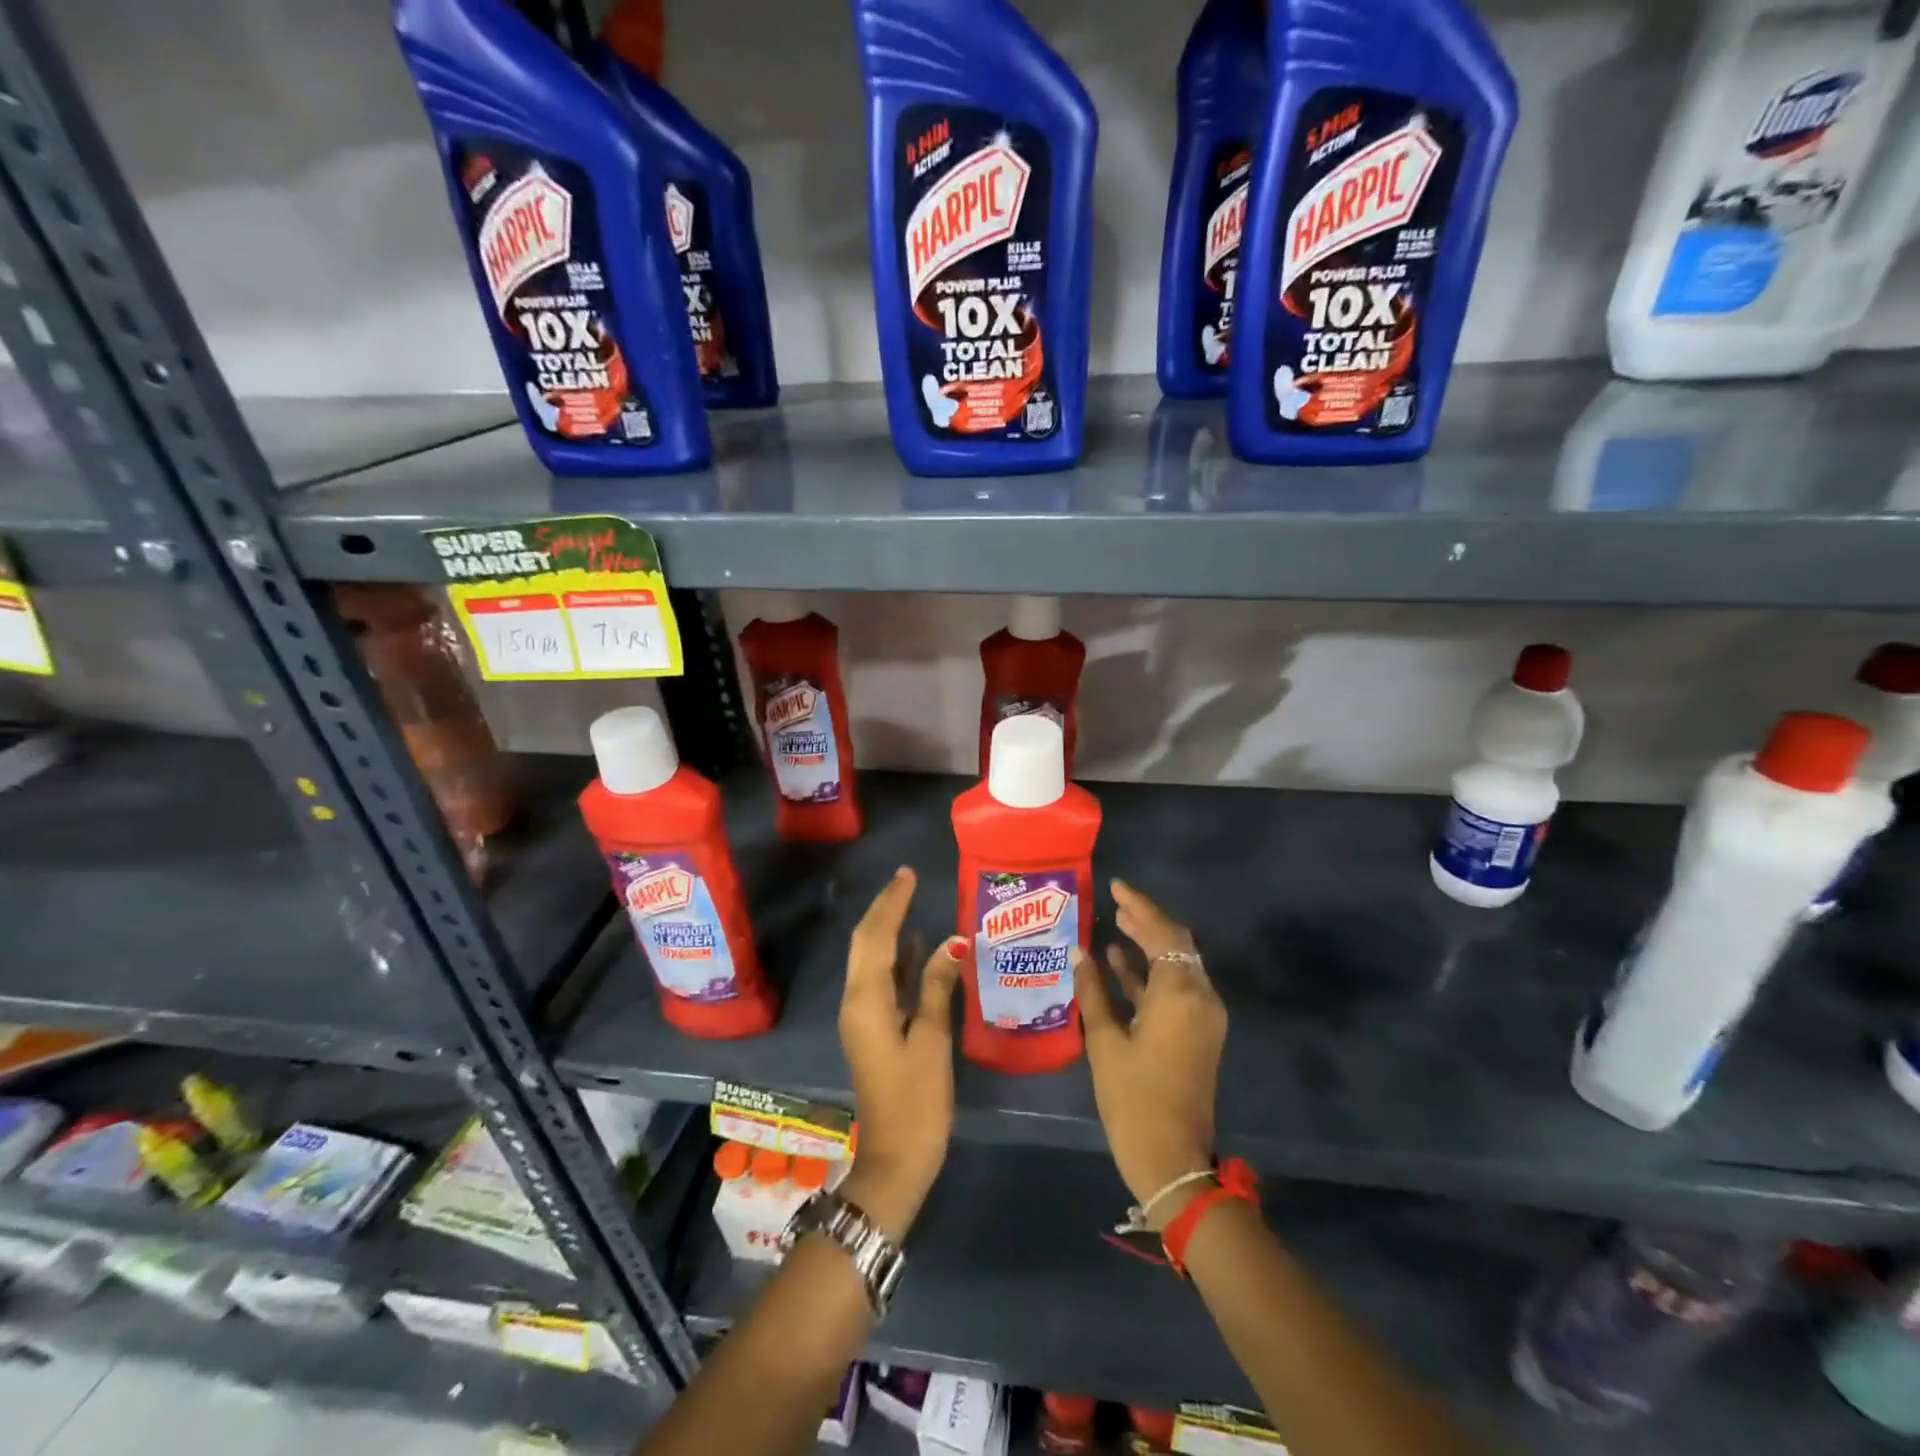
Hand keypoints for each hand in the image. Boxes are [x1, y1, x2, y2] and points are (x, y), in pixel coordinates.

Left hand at [837, 867, 961, 1241]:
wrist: (895, 1161)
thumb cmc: (916, 1102)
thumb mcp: (932, 1042)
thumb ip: (939, 988)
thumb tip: (954, 942)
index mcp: (867, 1001)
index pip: (877, 937)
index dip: (892, 903)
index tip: (909, 874)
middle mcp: (858, 1001)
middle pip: (867, 943)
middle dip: (885, 909)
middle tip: (909, 880)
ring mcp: (864, 1016)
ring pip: (873, 960)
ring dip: (890, 929)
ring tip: (912, 900)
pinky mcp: (875, 1029)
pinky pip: (884, 980)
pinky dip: (899, 958)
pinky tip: (920, 947)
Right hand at [1076, 879, 1227, 1225]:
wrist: (1172, 1159)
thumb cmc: (1134, 1098)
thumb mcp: (1105, 1041)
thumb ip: (1092, 991)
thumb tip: (1079, 952)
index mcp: (1181, 993)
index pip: (1163, 932)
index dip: (1139, 906)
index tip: (1115, 886)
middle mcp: (1200, 997)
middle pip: (1176, 943)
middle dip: (1146, 920)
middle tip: (1115, 901)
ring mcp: (1202, 1016)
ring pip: (1177, 964)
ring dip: (1149, 944)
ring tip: (1116, 922)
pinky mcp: (1197, 1033)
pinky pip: (1175, 989)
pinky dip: (1151, 973)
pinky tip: (1118, 961)